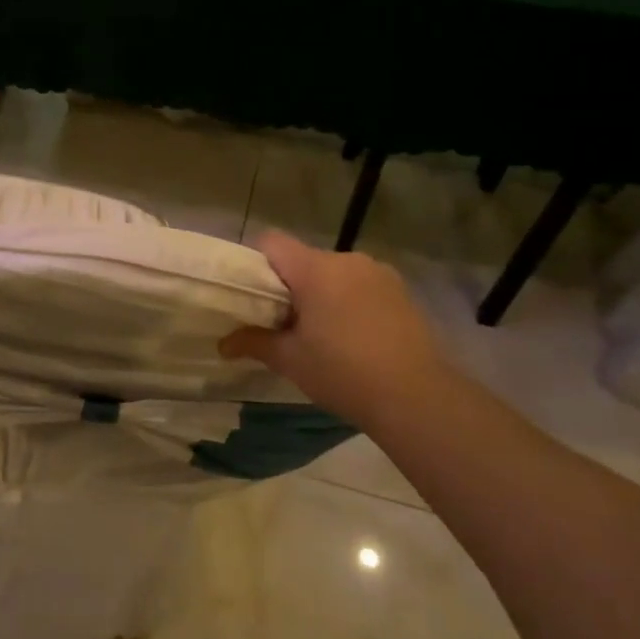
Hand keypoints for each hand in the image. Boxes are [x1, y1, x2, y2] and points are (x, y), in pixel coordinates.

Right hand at [221, 232, 452, 425]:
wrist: (417, 396)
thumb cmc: (343, 372)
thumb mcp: (290, 360)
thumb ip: (254, 343)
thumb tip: (222, 344)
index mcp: (315, 269)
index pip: (272, 241)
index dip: (256, 262)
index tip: (253, 294)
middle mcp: (346, 260)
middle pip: (304, 259)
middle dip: (290, 285)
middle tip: (284, 322)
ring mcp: (378, 273)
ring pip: (334, 273)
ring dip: (322, 293)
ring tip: (322, 333)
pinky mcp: (401, 290)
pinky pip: (361, 285)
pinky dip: (349, 301)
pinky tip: (354, 336)